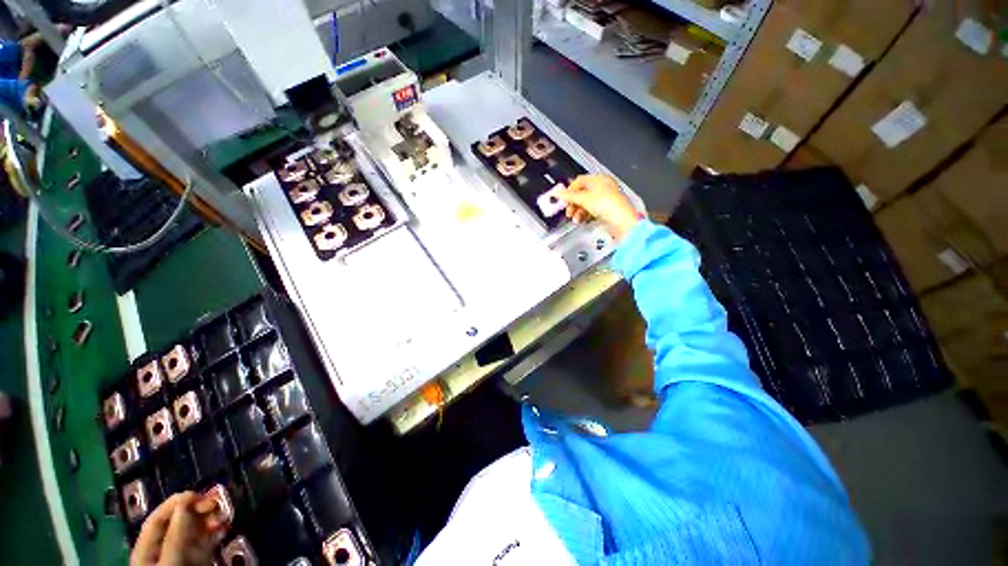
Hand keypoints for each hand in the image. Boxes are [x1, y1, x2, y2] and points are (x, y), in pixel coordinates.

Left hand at [131, 492, 227, 565]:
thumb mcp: (170, 562)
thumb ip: (175, 536)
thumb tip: (185, 503)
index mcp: (148, 549)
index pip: (158, 518)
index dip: (176, 503)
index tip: (200, 494)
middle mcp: (164, 549)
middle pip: (178, 521)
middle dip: (198, 508)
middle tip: (218, 502)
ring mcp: (183, 555)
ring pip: (195, 529)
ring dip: (210, 517)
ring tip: (224, 513)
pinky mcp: (199, 561)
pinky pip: (206, 541)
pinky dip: (216, 530)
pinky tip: (225, 526)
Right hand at [556, 174, 639, 240]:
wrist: (621, 221)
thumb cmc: (606, 204)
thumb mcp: (584, 199)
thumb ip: (569, 196)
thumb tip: (557, 192)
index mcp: (599, 179)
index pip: (579, 181)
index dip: (570, 190)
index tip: (564, 200)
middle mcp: (602, 187)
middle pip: (582, 194)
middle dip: (573, 204)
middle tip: (568, 212)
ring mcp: (604, 199)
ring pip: (586, 204)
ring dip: (578, 212)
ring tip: (575, 220)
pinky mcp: (606, 210)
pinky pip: (591, 211)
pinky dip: (585, 216)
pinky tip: (581, 221)